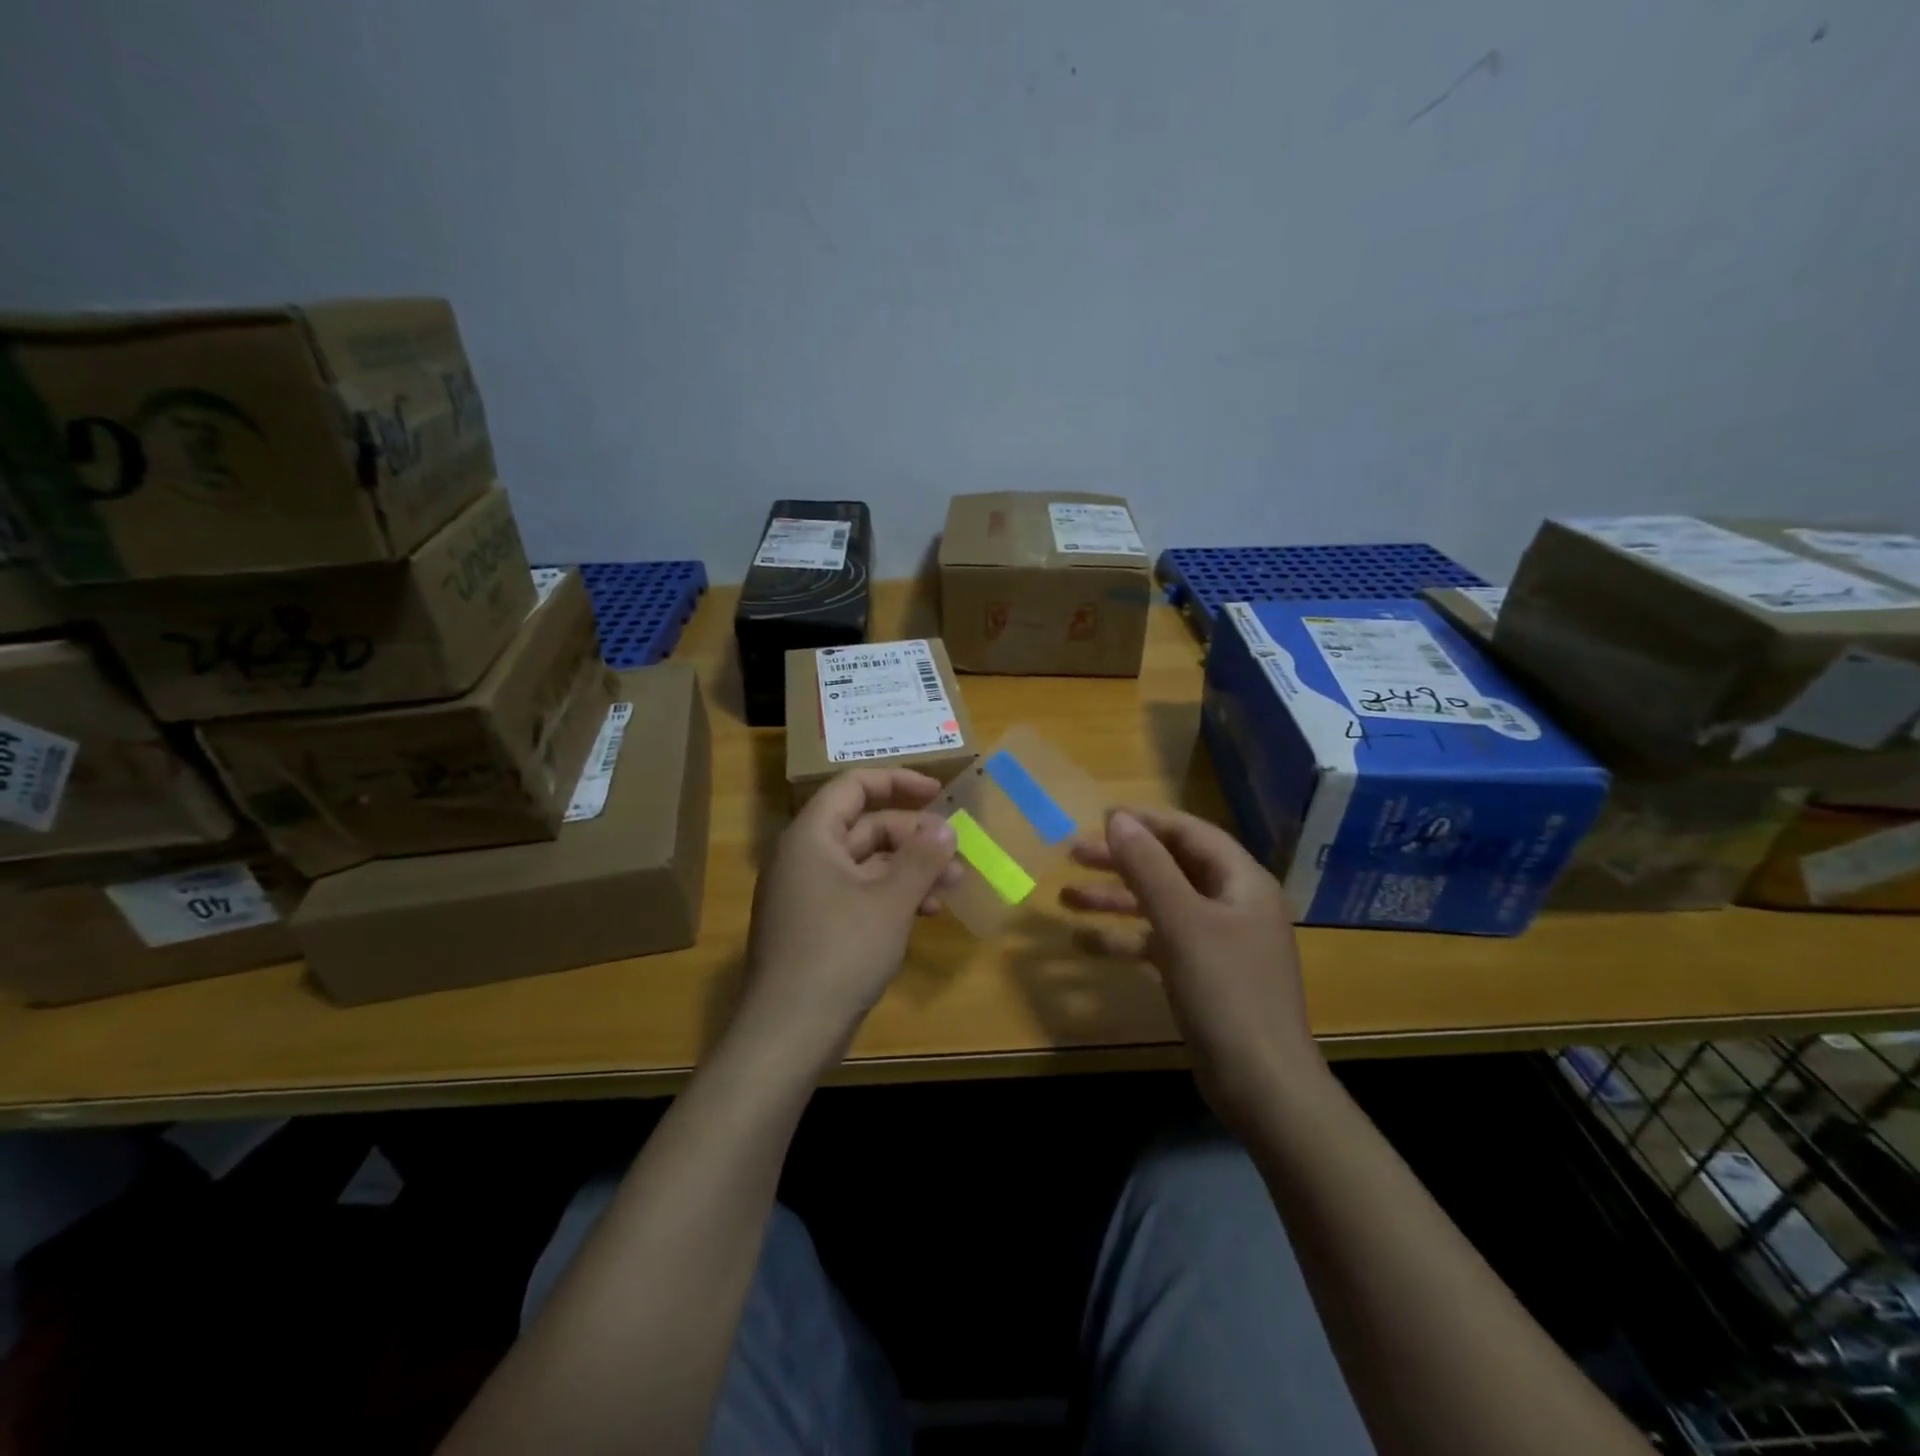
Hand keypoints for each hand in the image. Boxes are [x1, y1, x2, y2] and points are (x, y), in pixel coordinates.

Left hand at [740, 768, 960, 1058]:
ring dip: (910, 870)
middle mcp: (805, 858)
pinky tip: (924, 914)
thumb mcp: (891, 901)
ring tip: (951, 887)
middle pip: (865, 827)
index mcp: (812, 837)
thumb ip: (921, 858)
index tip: (938, 793)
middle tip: (955, 855)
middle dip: (914, 838)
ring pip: (867, 864)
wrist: (788, 1032)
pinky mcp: (816, 927)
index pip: (854, 786)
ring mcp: (808, 894)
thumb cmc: (840, 952)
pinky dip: (891, 897)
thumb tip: (945, 828)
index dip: (898, 782)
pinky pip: (859, 894)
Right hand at [1062, 808, 1325, 1125]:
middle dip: (1122, 860)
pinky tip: (1084, 944)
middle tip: (1073, 855)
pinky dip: (1125, 938)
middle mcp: (1233, 904)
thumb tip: (1118, 819)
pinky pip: (1159, 942)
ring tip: (1066, 897)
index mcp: (1241, 882)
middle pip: (1172, 867)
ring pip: (1161, 905)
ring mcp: (1219, 942)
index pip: (1190, 833)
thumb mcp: (1182, 922)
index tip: (1100, 818)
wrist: (1263, 1085)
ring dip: (1115, 900)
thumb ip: (1149, 867)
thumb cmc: (1226, 992)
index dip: (1146, 822)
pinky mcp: (1204, 974)